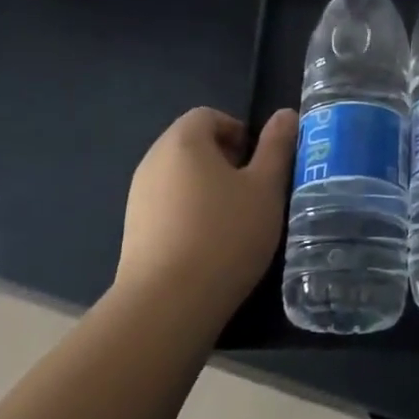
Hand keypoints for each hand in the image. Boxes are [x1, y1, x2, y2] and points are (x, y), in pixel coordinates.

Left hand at [115, 106, 298, 324]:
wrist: (167, 304)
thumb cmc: (225, 234)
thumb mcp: (265, 188)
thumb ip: (276, 147)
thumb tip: (285, 114)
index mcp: (183, 141)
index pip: (209, 115)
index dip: (239, 131)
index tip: (260, 163)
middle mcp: (153, 161)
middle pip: (192, 145)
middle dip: (226, 160)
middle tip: (254, 191)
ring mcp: (138, 197)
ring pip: (180, 178)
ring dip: (208, 189)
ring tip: (236, 221)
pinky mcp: (133, 231)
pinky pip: (167, 206)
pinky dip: (190, 214)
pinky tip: (210, 246)